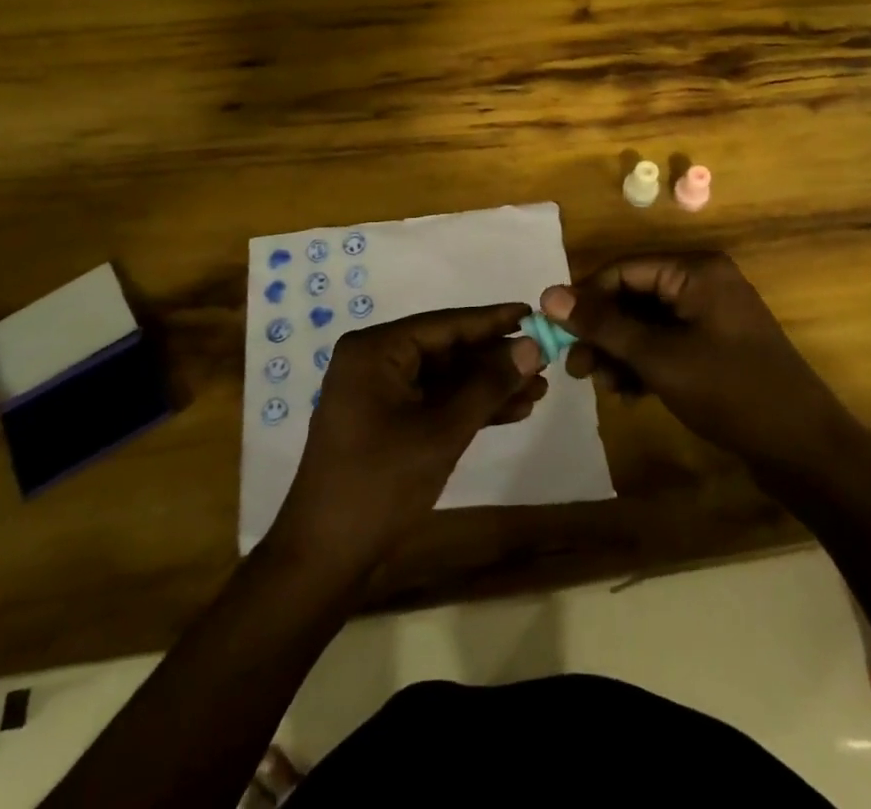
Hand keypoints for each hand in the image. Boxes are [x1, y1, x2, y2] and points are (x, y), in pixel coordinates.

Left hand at [270, 304, 547, 572]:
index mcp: (375, 350)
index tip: (534, 311)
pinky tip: (512, 412)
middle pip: (447, 350)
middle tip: (545, 358)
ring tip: (539, 389)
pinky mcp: (386, 423)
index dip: (493, 320)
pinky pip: (434, 402)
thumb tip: (531, 346)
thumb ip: (488, 385)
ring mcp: (378, 393)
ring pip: (445, 379)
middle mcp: (374, 361)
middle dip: (495, 360)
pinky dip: (469, 408)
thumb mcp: (442, 432)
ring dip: (488, 386)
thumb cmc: (380, 484)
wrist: (325, 559)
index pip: (445, 324)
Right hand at [541, 253, 845, 470]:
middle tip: (575, 367)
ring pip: (647, 323)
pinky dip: (643, 364)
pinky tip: (626, 393)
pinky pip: (666, 343)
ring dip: (619, 351)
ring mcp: (710, 316)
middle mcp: (702, 283)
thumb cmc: (730, 392)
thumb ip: (603, 325)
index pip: (624, 270)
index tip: (554, 330)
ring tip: (600, 385)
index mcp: (695, 271)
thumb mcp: (659, 358)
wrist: (805, 450)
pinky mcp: (714, 346)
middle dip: (602, 332)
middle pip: (634, 296)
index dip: (586, 298)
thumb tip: (549, 296)